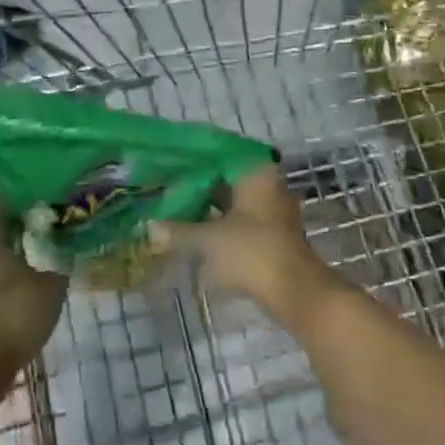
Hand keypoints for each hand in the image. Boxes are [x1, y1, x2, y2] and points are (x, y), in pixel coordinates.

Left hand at [0, 203, 67, 388]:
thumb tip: (62, 259)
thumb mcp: (51, 289)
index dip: (24, 199)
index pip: (4, 207)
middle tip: (48, 228)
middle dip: (21, 230)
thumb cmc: (14, 317)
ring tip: (40, 260)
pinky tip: (24, 292)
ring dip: (13, 258)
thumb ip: (59, 268)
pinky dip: (5, 283)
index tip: (44, 197)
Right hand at [149, 165, 342, 331]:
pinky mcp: (271, 233)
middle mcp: (266, 183)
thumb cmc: (252, 253)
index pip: (217, 152)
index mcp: (254, 172)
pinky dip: (218, 221)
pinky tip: (194, 228)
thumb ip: (177, 231)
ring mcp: (271, 209)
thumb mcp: (208, 240)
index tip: (166, 160)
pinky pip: (238, 217)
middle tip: (165, 184)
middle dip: (196, 183)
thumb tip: (149, 228)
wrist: (295, 292)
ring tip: (174, 206)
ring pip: (231, 199)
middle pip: (224, 176)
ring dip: (206, 204)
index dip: (190, 157)